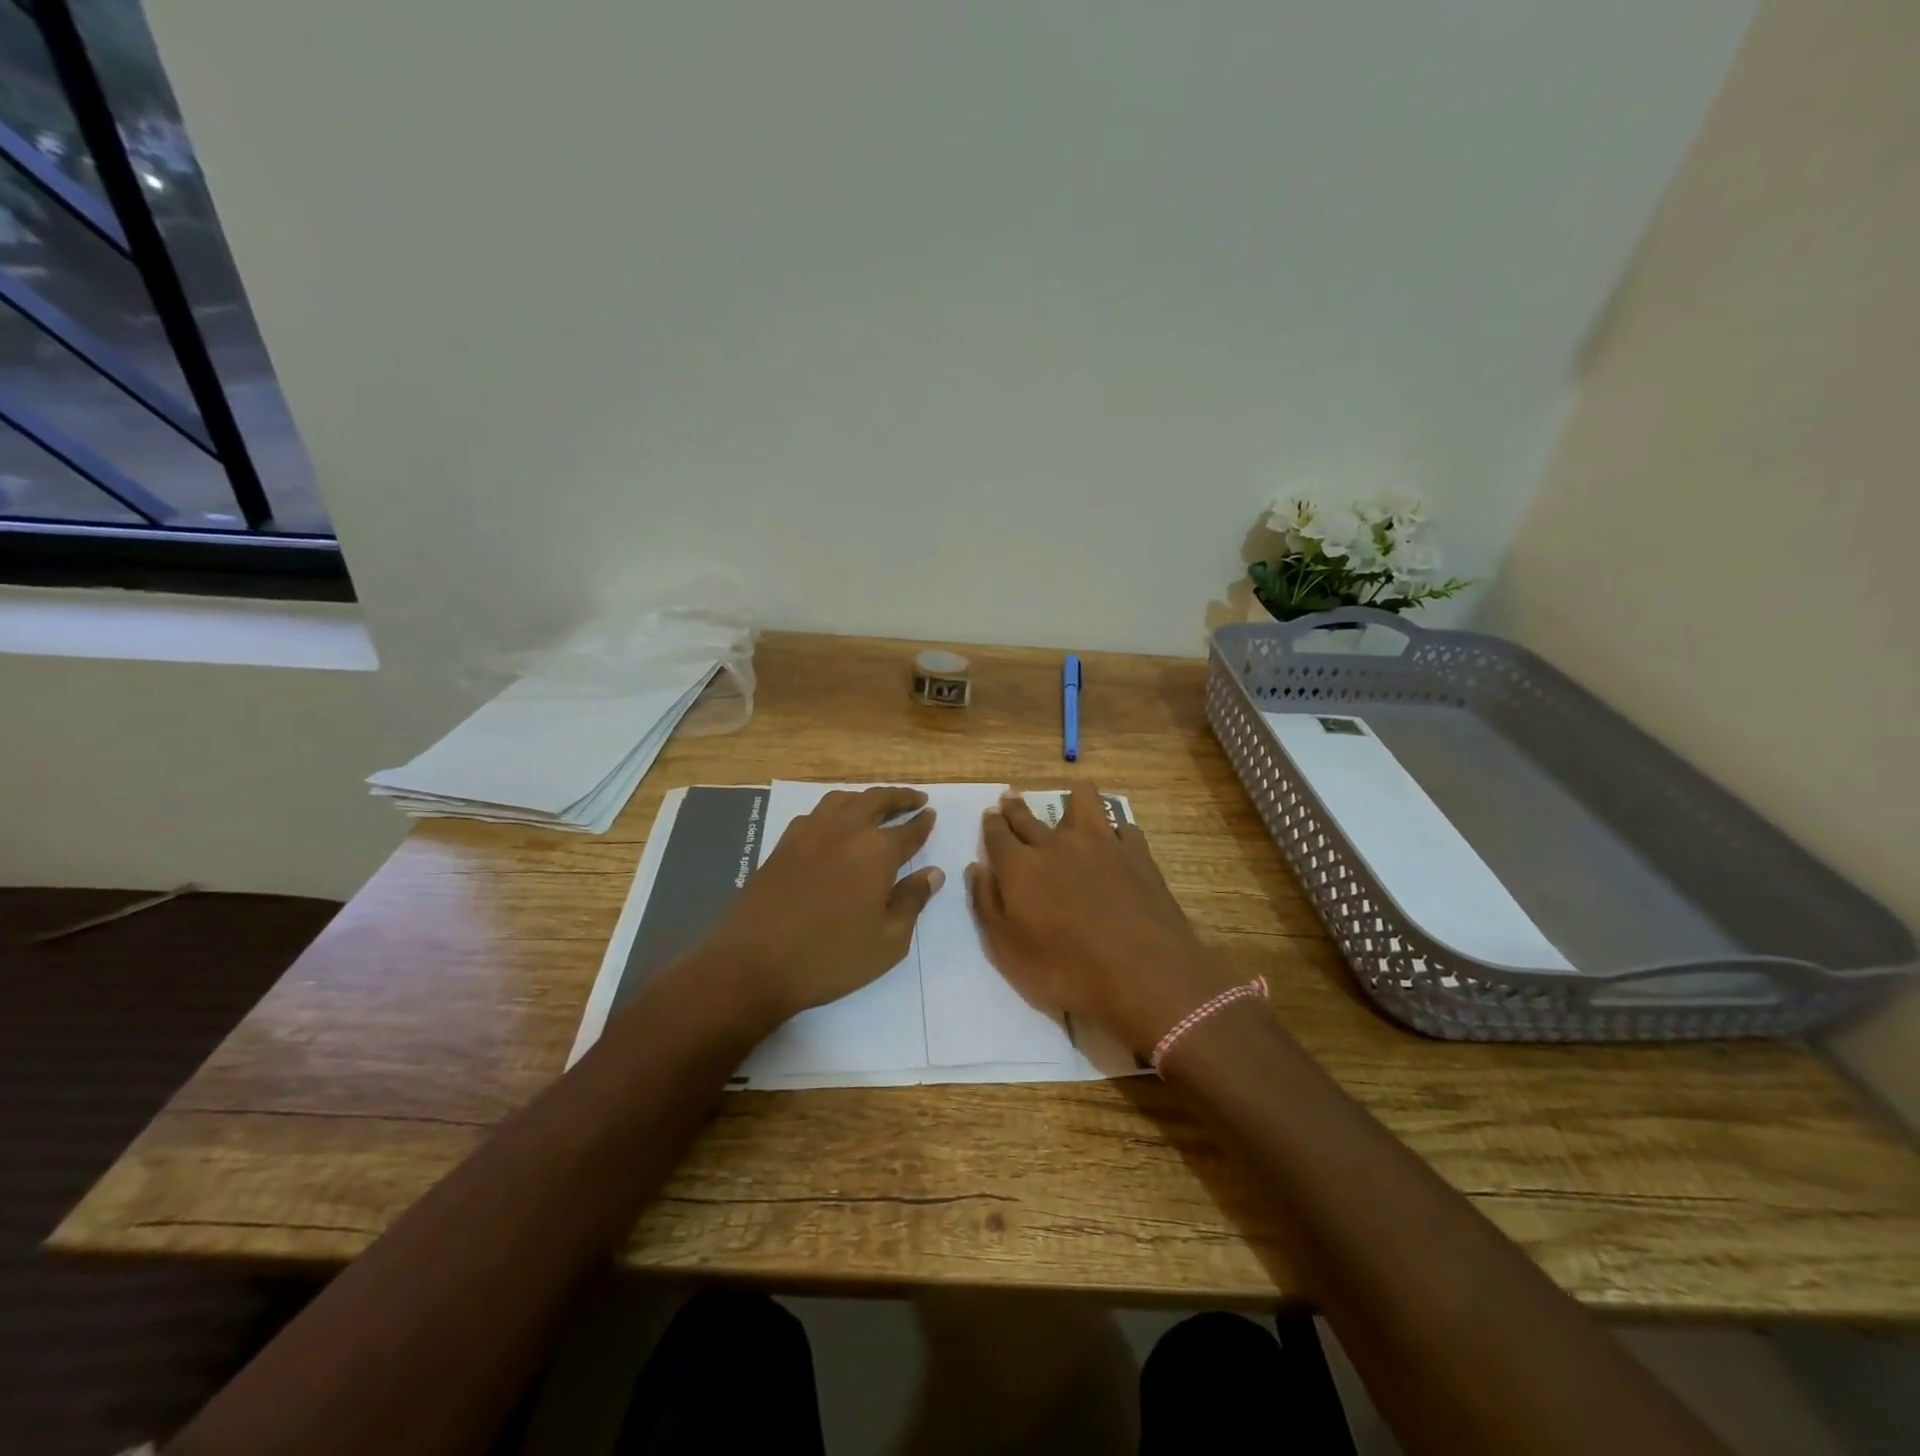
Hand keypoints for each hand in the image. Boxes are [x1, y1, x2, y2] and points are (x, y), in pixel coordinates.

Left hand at [699, 786, 941, 1030]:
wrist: (753, 963)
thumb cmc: (830, 958)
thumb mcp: (888, 941)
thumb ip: (912, 901)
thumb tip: (933, 873)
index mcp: (876, 851)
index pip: (908, 829)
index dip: (923, 822)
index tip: (931, 814)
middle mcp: (845, 830)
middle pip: (877, 801)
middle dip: (900, 797)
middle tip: (915, 799)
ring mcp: (809, 833)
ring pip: (843, 799)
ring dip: (866, 797)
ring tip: (877, 805)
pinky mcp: (783, 844)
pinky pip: (815, 813)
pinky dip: (834, 809)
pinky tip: (834, 824)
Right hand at [966, 786, 1237, 1054]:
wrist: (1143, 975)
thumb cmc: (1066, 971)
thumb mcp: (1007, 950)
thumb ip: (987, 904)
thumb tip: (977, 868)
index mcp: (1020, 866)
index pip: (997, 834)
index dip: (991, 823)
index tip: (990, 814)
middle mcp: (1056, 844)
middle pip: (1030, 817)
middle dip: (1016, 807)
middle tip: (1011, 798)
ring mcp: (1101, 843)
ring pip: (1083, 802)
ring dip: (1072, 798)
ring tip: (1071, 797)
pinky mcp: (1137, 853)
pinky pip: (1123, 827)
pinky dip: (1115, 829)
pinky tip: (1116, 837)